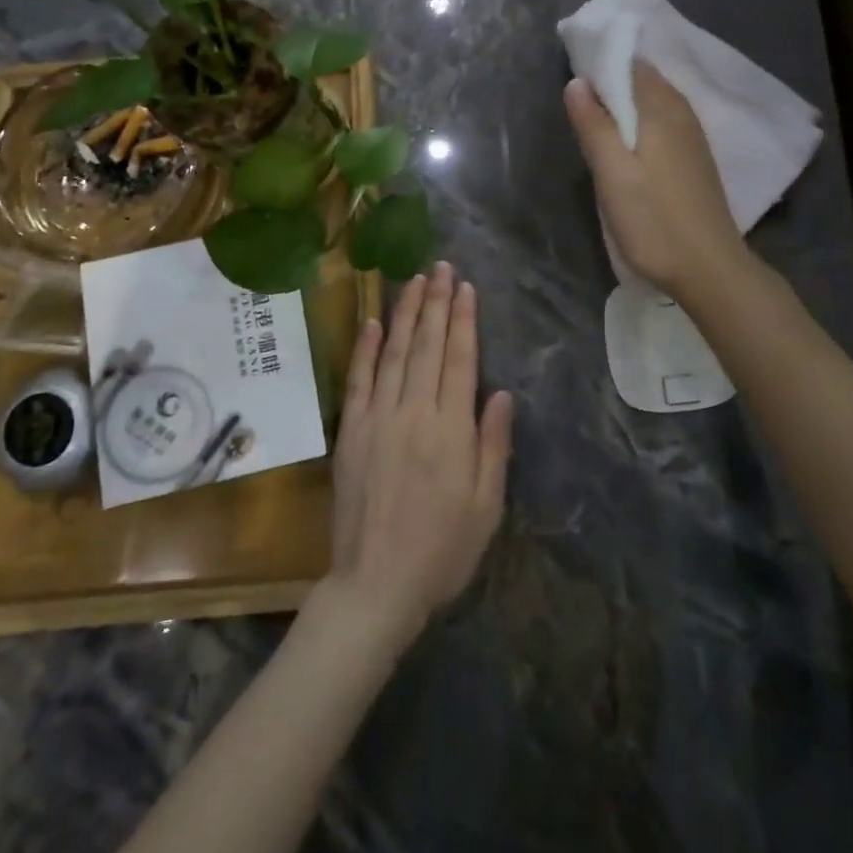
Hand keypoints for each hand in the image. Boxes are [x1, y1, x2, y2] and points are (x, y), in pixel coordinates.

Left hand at [320, 263, 512, 647]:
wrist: (376, 585)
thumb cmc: (442, 550)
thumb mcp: (486, 506)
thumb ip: (493, 445)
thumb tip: (501, 392)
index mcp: (452, 430)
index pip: (460, 359)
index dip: (464, 320)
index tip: (465, 287)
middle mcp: (414, 413)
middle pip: (427, 346)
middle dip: (436, 303)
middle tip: (441, 266)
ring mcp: (378, 419)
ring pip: (394, 353)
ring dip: (405, 313)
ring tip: (414, 279)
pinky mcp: (351, 431)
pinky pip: (358, 380)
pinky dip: (365, 348)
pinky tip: (372, 321)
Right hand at [564, 61, 747, 301]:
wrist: (709, 268)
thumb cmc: (653, 220)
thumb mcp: (612, 172)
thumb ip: (593, 125)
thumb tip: (577, 82)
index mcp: (662, 110)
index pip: (633, 66)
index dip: (604, 66)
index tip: (576, 81)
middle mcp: (683, 115)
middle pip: (647, 84)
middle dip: (614, 85)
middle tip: (581, 106)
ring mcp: (694, 140)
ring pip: (657, 106)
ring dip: (629, 107)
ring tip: (599, 125)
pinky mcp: (697, 163)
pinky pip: (666, 126)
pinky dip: (644, 125)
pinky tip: (630, 147)